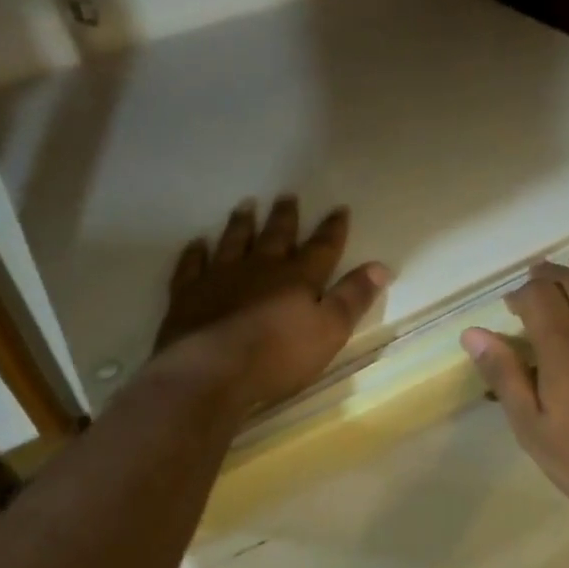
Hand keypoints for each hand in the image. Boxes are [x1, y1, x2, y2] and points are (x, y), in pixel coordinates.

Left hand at [153, 196, 388, 412]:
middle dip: (285, 217)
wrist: (210, 372)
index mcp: (297, 278)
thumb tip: (380, 266)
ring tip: (245, 205)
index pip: (321, 248)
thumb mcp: (329, 331)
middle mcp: (260, 268)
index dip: (332, 229)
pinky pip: (191, 266)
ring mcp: (220, 278)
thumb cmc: (277, 356)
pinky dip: (195, 253)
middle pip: (276, 236)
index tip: (339, 208)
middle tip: (287, 195)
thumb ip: (353, 298)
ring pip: (233, 242)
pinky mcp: (188, 295)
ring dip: (241, 224)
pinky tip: (196, 243)